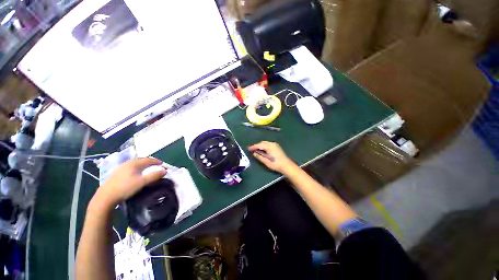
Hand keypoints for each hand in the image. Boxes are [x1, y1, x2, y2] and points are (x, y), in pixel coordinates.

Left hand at [92, 157, 166, 208]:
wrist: (105, 197)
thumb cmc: (125, 188)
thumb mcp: (142, 182)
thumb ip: (154, 176)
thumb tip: (165, 171)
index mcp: (133, 163)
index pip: (148, 159)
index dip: (156, 161)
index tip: (162, 164)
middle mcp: (127, 163)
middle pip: (141, 160)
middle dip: (149, 161)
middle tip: (156, 165)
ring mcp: (120, 168)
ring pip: (135, 163)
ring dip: (143, 164)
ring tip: (147, 168)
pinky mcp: (116, 174)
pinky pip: (130, 167)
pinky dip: (136, 168)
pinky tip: (136, 173)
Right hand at [248, 141, 296, 173]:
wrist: (286, 165)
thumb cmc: (276, 164)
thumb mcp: (266, 161)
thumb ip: (259, 156)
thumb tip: (254, 153)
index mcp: (269, 147)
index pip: (259, 145)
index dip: (253, 147)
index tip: (248, 149)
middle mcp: (272, 144)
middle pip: (262, 143)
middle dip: (256, 146)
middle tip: (251, 150)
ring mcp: (275, 144)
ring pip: (265, 143)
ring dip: (260, 145)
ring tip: (256, 150)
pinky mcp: (276, 146)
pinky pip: (268, 144)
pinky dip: (264, 146)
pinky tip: (262, 150)